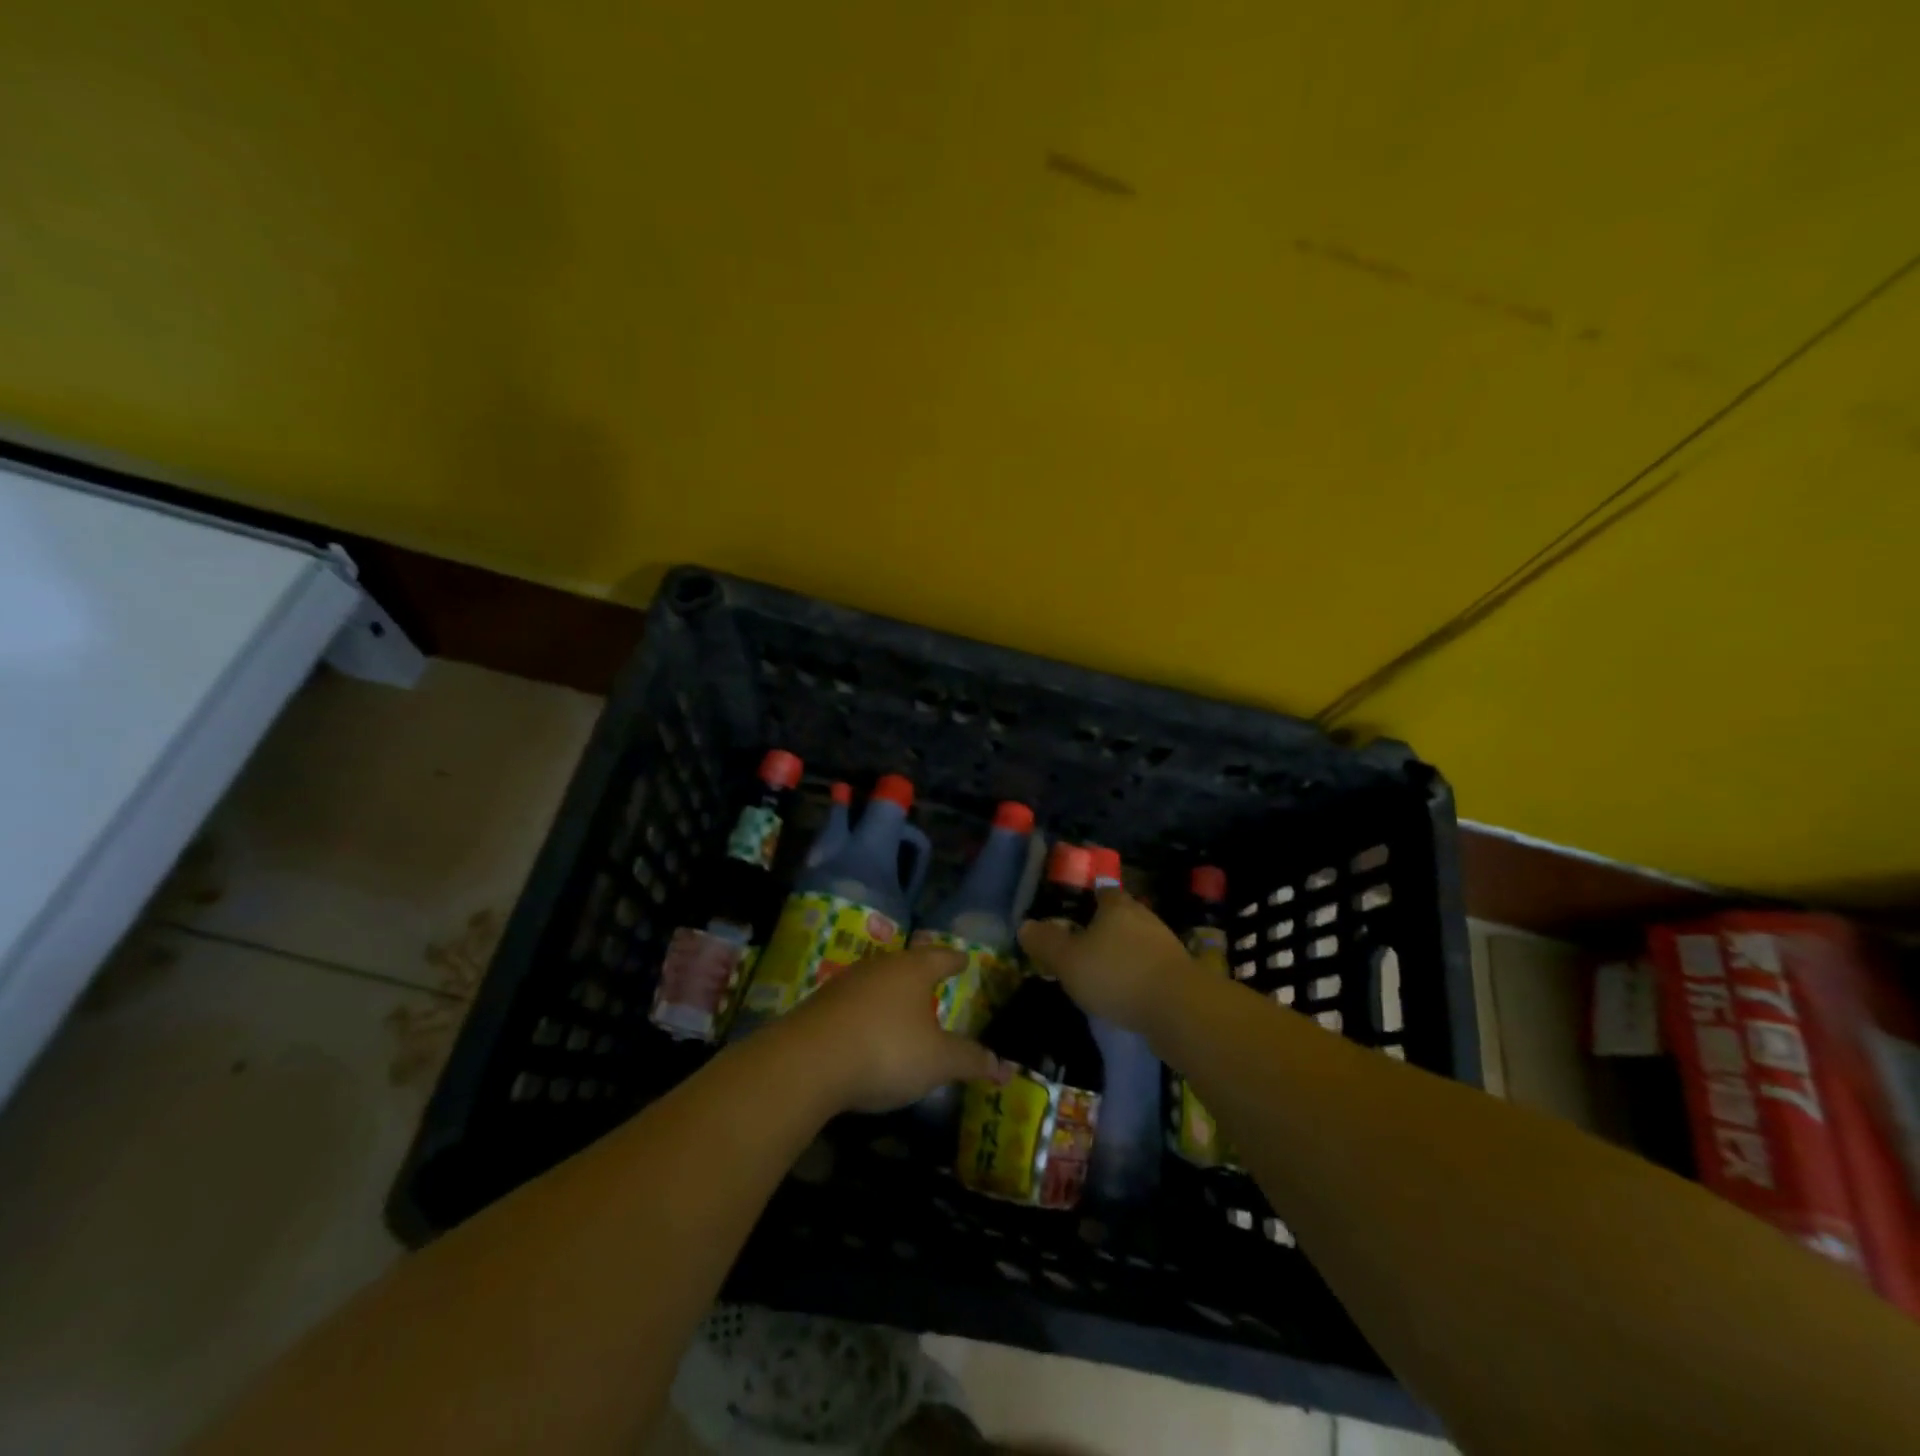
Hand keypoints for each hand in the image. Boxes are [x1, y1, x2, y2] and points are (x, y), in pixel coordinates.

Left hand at [778, 946, 1007, 1113]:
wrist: (808, 1062)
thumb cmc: (886, 1050)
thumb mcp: (937, 1061)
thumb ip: (970, 1060)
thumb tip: (1004, 1066)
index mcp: (912, 970)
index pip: (941, 957)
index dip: (955, 960)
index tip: (964, 959)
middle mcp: (879, 967)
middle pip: (906, 964)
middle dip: (920, 974)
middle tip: (934, 982)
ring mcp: (845, 984)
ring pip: (876, 982)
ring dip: (890, 994)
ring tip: (902, 1008)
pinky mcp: (820, 1006)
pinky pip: (853, 1004)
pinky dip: (865, 1014)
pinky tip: (866, 1032)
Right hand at [1018, 889, 1195, 1038]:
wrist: (1180, 1008)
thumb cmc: (1117, 974)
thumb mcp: (1068, 960)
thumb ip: (1045, 943)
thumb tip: (1024, 926)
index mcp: (1116, 905)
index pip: (1101, 890)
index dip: (1088, 897)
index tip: (1074, 910)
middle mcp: (1143, 917)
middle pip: (1121, 915)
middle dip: (1104, 927)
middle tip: (1082, 943)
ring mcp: (1165, 944)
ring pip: (1137, 941)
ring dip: (1122, 952)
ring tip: (1102, 971)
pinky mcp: (1179, 973)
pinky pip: (1150, 966)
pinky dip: (1137, 974)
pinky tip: (1126, 992)